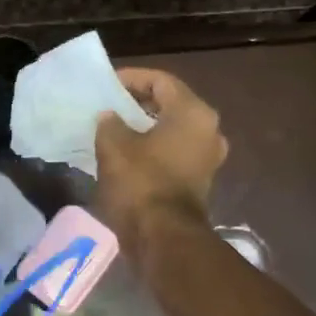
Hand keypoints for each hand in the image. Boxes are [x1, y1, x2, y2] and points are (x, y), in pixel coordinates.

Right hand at [94, 67, 227, 253]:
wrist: (163, 237)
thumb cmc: (140, 183)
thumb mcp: (113, 146)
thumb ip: (109, 123)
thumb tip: (110, 117)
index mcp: (193, 113)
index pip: (161, 81)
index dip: (131, 78)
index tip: (106, 84)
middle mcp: (208, 130)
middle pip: (170, 104)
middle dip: (138, 102)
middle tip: (108, 104)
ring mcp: (207, 157)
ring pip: (172, 129)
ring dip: (145, 126)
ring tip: (114, 128)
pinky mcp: (199, 180)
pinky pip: (174, 151)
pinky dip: (152, 147)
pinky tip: (126, 152)